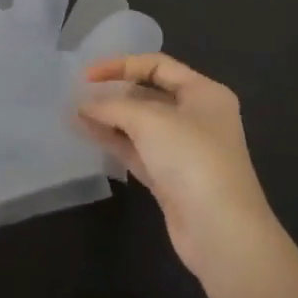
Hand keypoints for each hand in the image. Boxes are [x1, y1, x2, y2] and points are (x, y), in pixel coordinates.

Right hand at [79, 54, 280, 281]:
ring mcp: (184, 149)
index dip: (121, 65)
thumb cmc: (192, 159)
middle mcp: (197, 116)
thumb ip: (113, 107)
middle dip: (115, 92)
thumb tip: (84, 106)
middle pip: (150, 94)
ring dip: (110, 118)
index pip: (158, 65)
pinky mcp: (171, 178)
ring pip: (141, 125)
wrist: (221, 232)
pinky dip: (114, 140)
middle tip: (80, 94)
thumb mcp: (150, 121)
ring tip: (76, 113)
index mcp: (204, 92)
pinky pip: (138, 150)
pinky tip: (87, 133)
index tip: (87, 75)